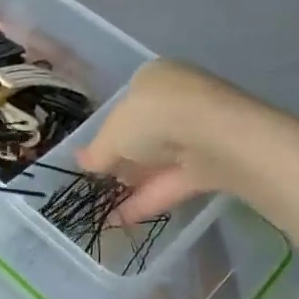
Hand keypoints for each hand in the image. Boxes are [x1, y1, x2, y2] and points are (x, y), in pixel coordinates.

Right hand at [77, 60, 250, 220]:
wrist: (216, 137)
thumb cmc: (154, 117)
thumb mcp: (112, 133)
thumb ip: (97, 150)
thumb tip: (81, 162)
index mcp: (155, 77)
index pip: (129, 102)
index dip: (110, 129)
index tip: (96, 154)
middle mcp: (179, 99)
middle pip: (147, 132)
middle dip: (125, 158)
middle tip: (101, 181)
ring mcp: (200, 132)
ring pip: (162, 159)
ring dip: (136, 182)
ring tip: (106, 206)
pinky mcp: (214, 164)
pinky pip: (175, 181)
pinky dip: (149, 199)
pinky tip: (122, 220)